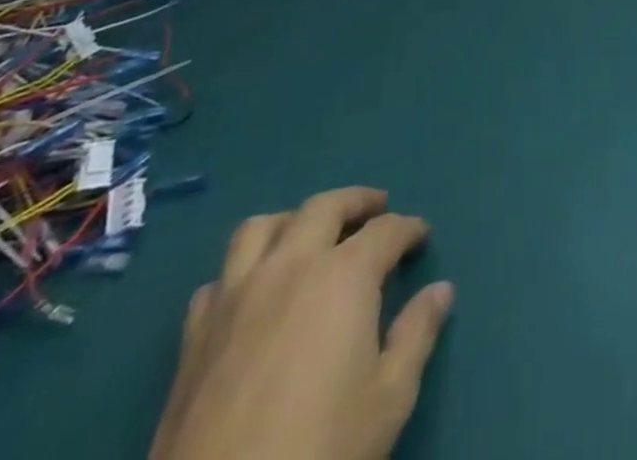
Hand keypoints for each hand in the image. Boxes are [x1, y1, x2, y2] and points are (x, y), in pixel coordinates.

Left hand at [149, 188, 453, 459]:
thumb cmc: (321, 450)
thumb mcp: (389, 398)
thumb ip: (416, 335)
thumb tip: (441, 290)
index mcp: (344, 275)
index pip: (386, 231)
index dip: (409, 229)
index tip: (422, 236)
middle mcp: (290, 266)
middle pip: (324, 207)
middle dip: (356, 201)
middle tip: (376, 207)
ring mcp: (236, 297)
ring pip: (261, 228)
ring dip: (292, 220)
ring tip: (309, 233)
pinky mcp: (194, 336)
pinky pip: (218, 280)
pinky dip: (241, 273)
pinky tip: (252, 293)